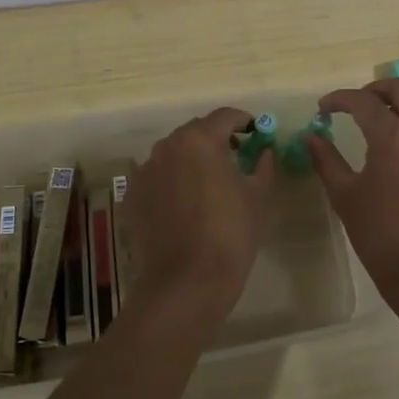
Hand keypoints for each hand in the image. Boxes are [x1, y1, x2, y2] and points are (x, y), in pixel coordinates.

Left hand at [125, 108, 277, 330]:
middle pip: (197, 132)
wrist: (186, 282)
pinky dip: (173, 181)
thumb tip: (265, 151)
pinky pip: (158, 177)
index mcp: (199, 140)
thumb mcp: (259, 196)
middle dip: (217, 139)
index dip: (245, 122)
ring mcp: (145, 171)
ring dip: (193, 160)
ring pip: (175, 154)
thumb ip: (264, 164)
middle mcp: (167, 146)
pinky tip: (186, 204)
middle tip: (237, 158)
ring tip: (210, 183)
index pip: (226, 116)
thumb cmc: (230, 234)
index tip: (257, 134)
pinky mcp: (133, 196)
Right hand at [305, 80, 398, 326]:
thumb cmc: (381, 239)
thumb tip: (309, 136)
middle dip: (379, 88)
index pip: (363, 101)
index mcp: (393, 139)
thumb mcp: (345, 197)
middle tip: (361, 102)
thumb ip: (326, 160)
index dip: (340, 99)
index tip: (326, 108)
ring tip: (391, 119)